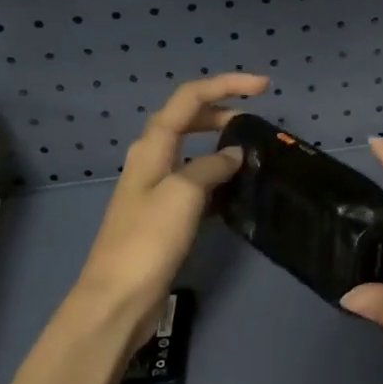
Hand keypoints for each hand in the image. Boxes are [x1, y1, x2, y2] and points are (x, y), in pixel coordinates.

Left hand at [68, 73, 268, 347]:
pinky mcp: (164, 216)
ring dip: (219, 144)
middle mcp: (151, 160)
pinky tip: (236, 190)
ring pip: (191, 152)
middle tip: (256, 119)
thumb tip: (234, 155)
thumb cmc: (147, 241)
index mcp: (152, 147)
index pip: (189, 99)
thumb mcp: (183, 194)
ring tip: (251, 151)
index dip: (225, 85)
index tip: (264, 87)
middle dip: (221, 111)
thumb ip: (210, 167)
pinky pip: (195, 183)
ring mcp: (157, 189)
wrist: (118, 298)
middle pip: (187, 120)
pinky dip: (216, 177)